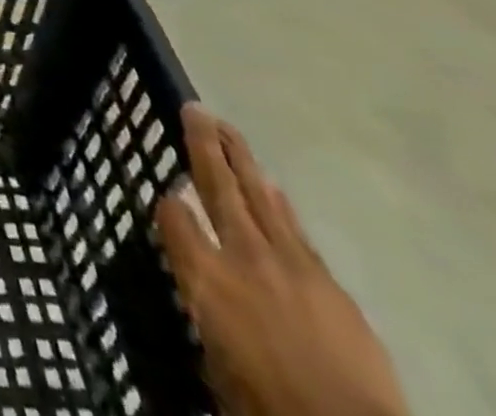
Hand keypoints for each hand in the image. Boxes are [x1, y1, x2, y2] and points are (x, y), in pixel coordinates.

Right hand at [155, 105, 407, 415]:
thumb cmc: (268, 406)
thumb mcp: (217, 366)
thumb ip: (208, 314)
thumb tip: (206, 296)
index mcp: (205, 277)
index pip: (174, 217)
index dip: (168, 203)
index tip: (166, 196)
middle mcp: (242, 256)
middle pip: (218, 187)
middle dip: (205, 145)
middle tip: (196, 109)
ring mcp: (289, 264)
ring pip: (259, 197)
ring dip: (242, 160)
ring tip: (228, 130)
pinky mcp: (329, 282)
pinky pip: (295, 229)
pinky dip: (279, 204)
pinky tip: (273, 189)